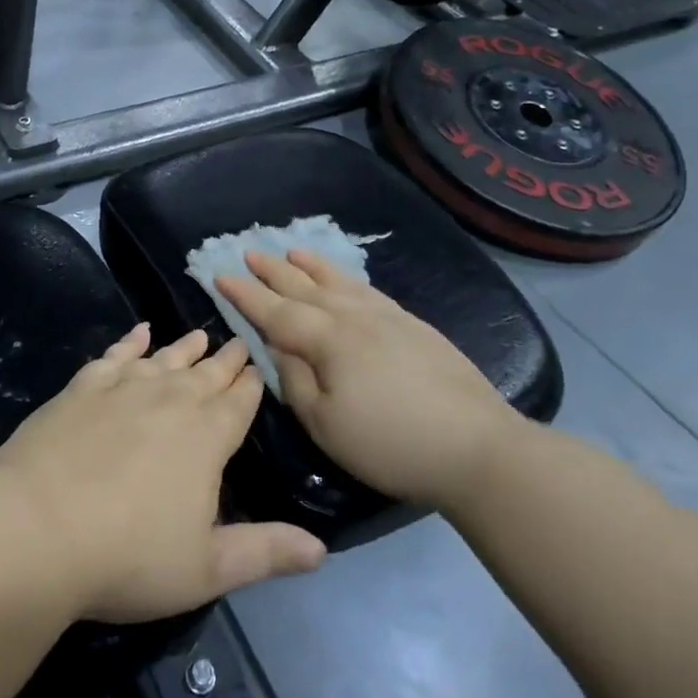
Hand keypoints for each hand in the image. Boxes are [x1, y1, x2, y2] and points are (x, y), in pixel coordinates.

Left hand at [0, 324, 326, 623]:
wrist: (38, 526)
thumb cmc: (129, 556)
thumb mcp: (207, 568)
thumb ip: (265, 552)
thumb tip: (322, 549)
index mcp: (208, 437)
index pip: (239, 403)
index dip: (251, 385)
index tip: (258, 366)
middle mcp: (171, 400)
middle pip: (206, 374)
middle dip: (225, 360)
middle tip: (238, 341)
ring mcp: (124, 387)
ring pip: (165, 358)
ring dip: (185, 347)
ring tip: (200, 334)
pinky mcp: (83, 387)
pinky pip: (115, 355)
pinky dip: (129, 341)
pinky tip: (138, 332)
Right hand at [216, 250, 522, 514]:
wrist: (477, 447)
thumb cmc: (390, 443)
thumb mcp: (326, 424)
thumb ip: (294, 381)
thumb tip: (279, 348)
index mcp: (327, 340)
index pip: (275, 311)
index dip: (245, 294)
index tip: (219, 275)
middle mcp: (353, 316)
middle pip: (304, 287)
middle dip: (272, 270)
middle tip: (248, 252)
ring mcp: (387, 317)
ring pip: (338, 282)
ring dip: (310, 266)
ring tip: (292, 250)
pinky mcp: (413, 325)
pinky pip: (367, 289)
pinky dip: (346, 278)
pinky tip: (344, 280)